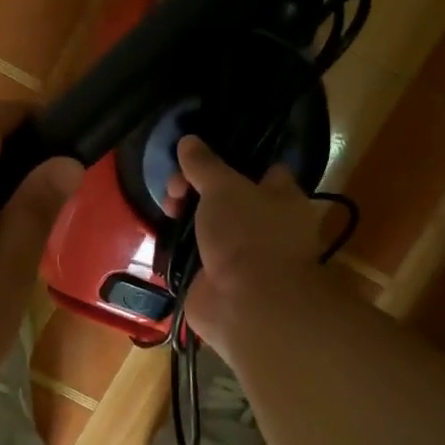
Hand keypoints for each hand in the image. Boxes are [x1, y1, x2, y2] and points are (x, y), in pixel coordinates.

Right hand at [172, 135, 327, 364]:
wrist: (246, 304)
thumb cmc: (248, 234)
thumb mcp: (223, 187)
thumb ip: (204, 164)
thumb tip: (188, 140)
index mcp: (282, 199)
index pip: (262, 170)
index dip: (233, 160)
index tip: (201, 156)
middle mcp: (265, 226)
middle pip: (227, 197)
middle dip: (197, 189)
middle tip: (174, 189)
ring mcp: (240, 255)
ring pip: (209, 226)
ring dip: (186, 218)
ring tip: (167, 210)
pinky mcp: (216, 279)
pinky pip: (195, 255)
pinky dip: (179, 247)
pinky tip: (163, 235)